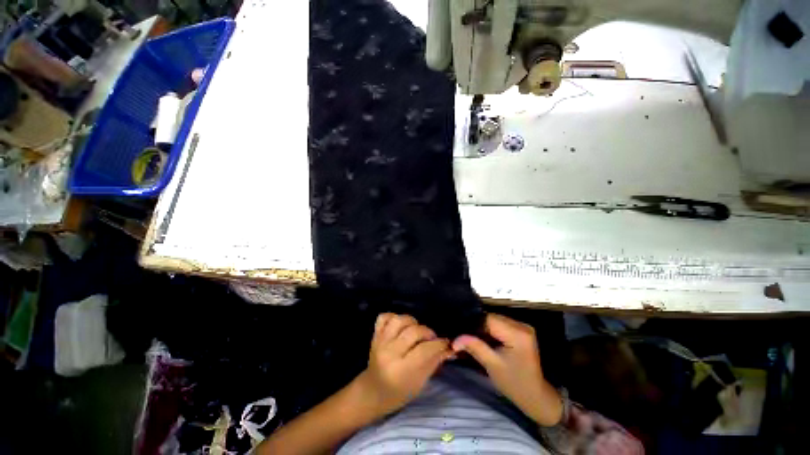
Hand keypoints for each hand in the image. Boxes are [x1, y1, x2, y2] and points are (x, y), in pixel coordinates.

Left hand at [355, 313, 452, 417]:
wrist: (372, 392)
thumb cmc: (399, 393)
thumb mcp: (419, 383)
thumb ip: (433, 363)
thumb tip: (448, 348)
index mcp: (402, 370)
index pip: (424, 350)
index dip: (439, 344)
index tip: (447, 343)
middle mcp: (390, 353)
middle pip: (413, 332)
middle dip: (427, 332)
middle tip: (432, 338)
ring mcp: (380, 342)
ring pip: (399, 320)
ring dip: (412, 322)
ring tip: (416, 330)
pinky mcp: (375, 335)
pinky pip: (384, 317)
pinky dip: (393, 317)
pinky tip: (401, 326)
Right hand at [452, 313, 562, 425]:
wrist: (535, 395)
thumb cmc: (514, 383)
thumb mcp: (492, 365)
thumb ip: (474, 347)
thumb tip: (454, 339)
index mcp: (518, 334)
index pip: (489, 320)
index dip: (474, 325)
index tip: (461, 334)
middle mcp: (522, 325)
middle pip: (492, 318)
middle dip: (478, 327)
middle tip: (465, 337)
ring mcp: (523, 326)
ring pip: (495, 319)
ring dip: (484, 328)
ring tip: (474, 338)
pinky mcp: (521, 330)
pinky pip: (501, 324)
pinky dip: (491, 330)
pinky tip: (485, 339)